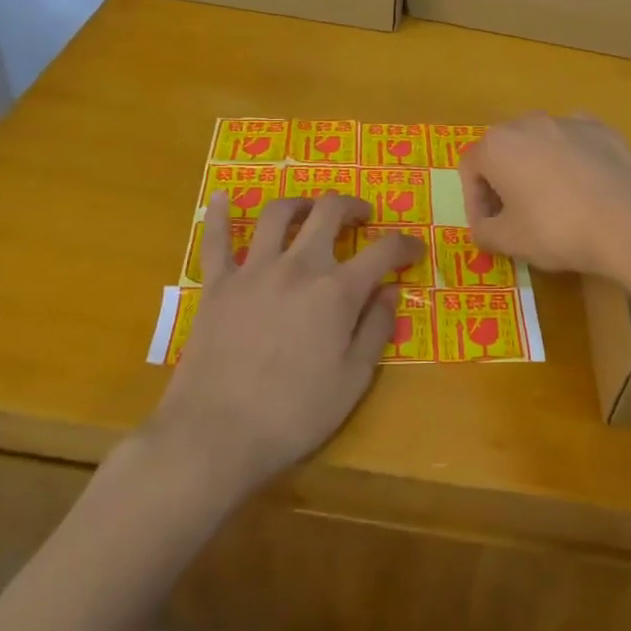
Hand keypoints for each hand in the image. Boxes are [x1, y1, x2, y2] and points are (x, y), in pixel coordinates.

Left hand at [150, 192, 421, 499]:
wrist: (215, 435)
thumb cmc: (293, 415)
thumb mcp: (353, 381)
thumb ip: (376, 329)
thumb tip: (392, 290)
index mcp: (337, 291)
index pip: (383, 251)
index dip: (405, 244)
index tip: (415, 249)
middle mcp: (298, 266)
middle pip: (330, 212)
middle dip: (353, 207)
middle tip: (363, 217)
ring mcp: (253, 270)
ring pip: (278, 214)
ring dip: (301, 203)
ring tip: (311, 210)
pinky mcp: (216, 284)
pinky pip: (215, 239)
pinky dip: (217, 214)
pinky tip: (220, 195)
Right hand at [458, 113, 630, 274]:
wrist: (627, 222)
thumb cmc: (556, 229)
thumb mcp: (509, 241)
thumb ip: (484, 232)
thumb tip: (483, 229)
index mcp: (497, 145)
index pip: (470, 169)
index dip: (474, 202)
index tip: (489, 227)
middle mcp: (527, 122)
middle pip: (504, 150)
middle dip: (503, 181)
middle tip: (516, 215)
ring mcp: (567, 121)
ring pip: (540, 143)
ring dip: (537, 168)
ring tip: (554, 202)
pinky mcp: (601, 128)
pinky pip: (575, 143)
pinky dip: (572, 161)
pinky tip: (585, 188)